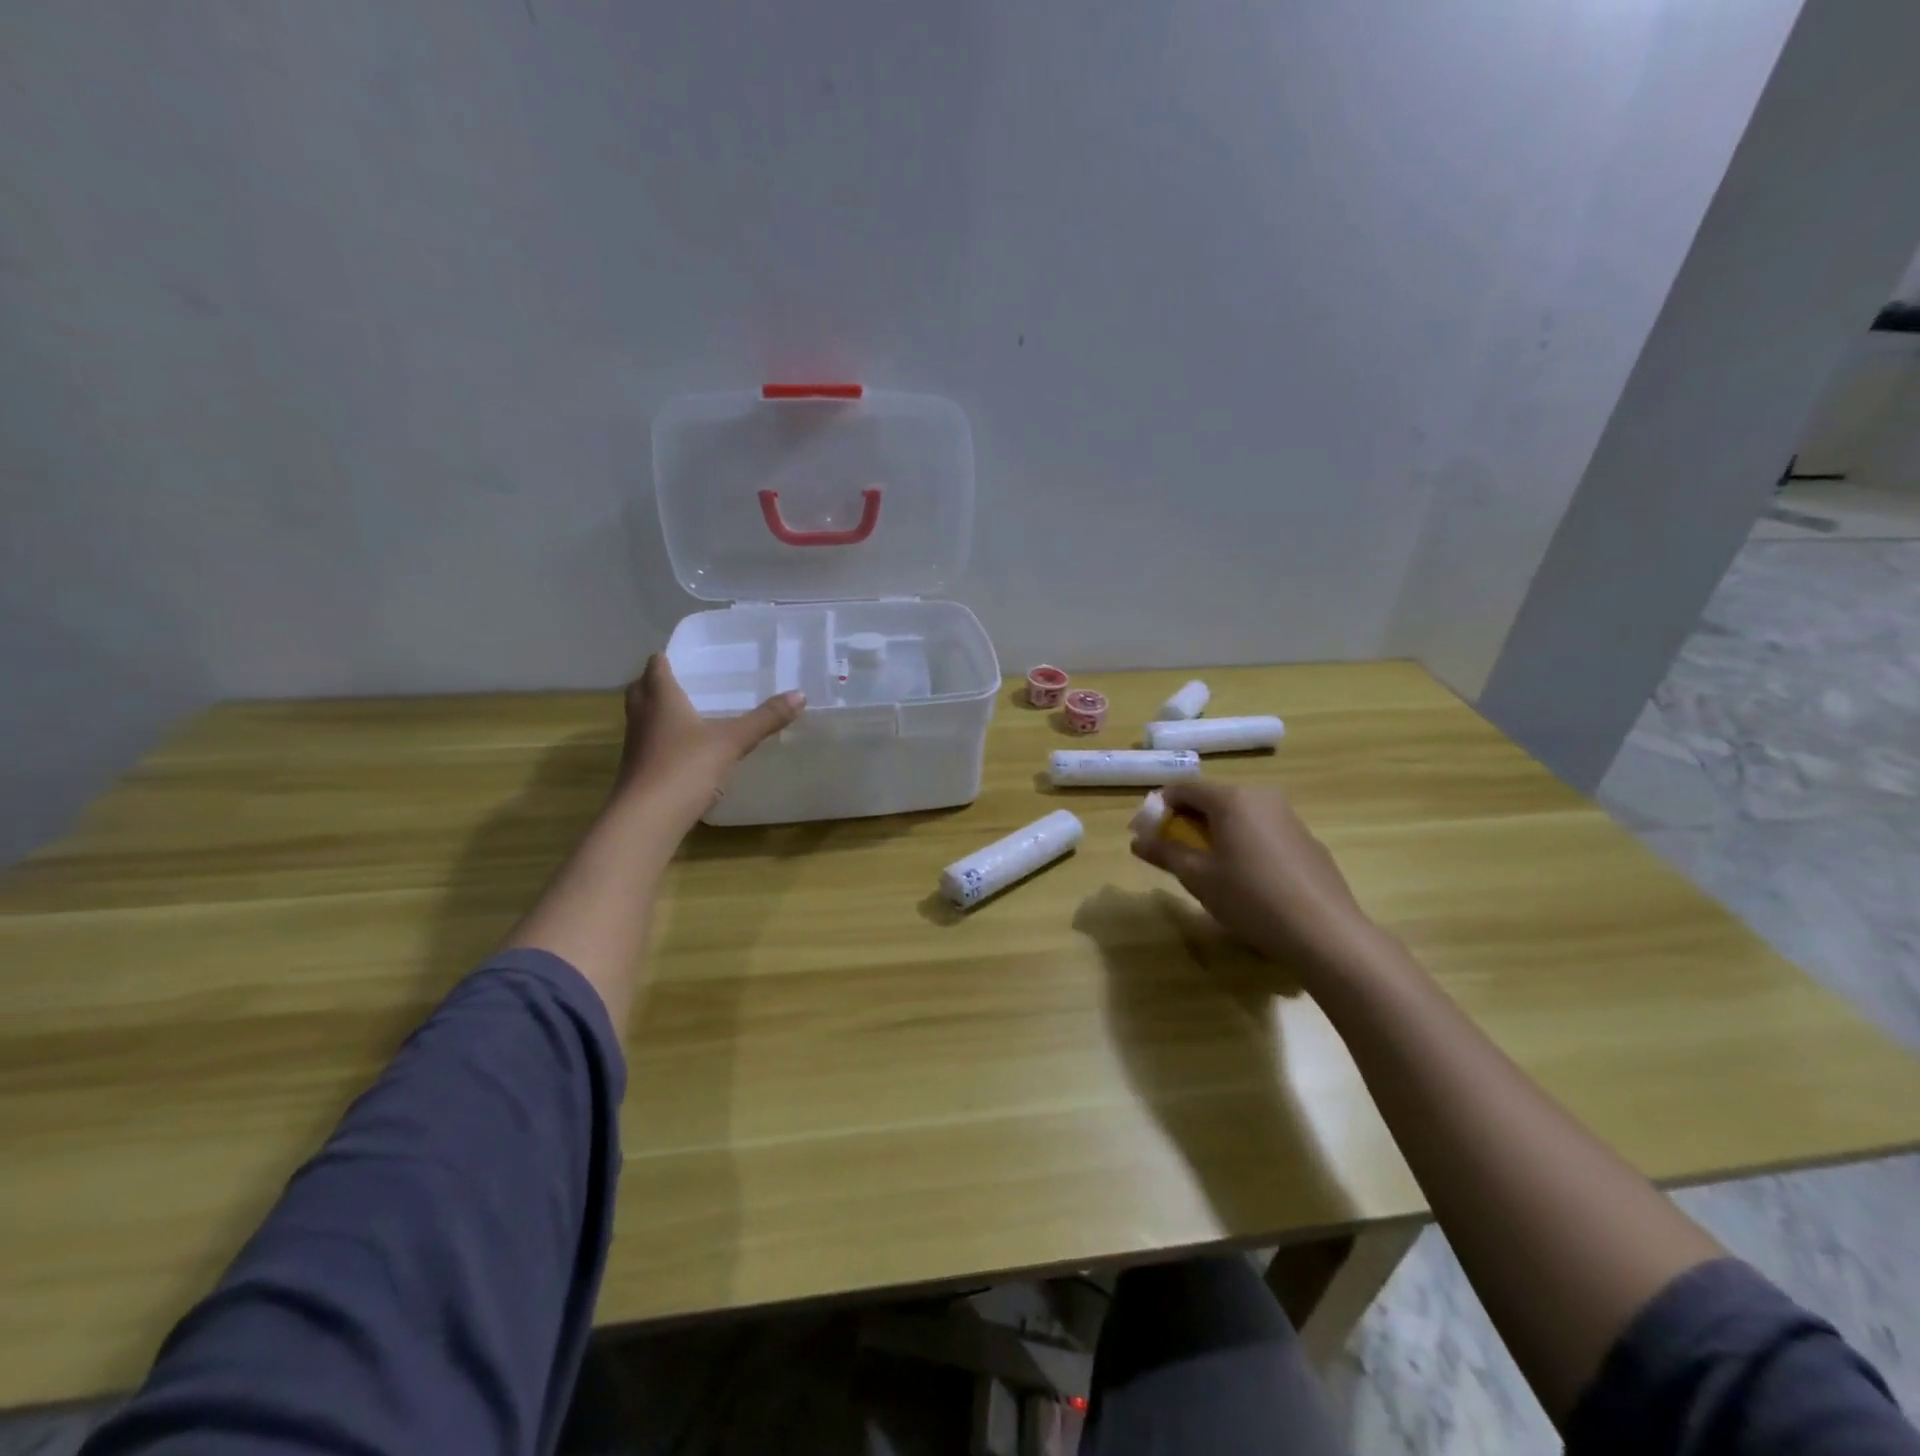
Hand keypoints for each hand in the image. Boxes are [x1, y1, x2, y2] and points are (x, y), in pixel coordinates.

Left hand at [615, 654, 804, 828]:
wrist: (647, 818)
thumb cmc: (686, 767)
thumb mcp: (733, 741)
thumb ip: (765, 719)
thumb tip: (800, 695)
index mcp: (661, 699)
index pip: (655, 667)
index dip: (666, 660)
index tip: (682, 658)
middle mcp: (642, 716)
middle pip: (641, 689)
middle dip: (655, 683)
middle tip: (682, 683)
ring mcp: (635, 745)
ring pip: (642, 718)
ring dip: (657, 713)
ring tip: (685, 715)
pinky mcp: (636, 772)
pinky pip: (647, 745)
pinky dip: (661, 741)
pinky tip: (683, 752)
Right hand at [1130, 781, 1379, 978]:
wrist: (1325, 933)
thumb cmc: (1250, 898)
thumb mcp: (1198, 877)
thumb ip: (1165, 852)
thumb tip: (1137, 839)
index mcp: (1232, 799)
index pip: (1184, 788)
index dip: (1159, 807)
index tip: (1147, 833)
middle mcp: (1262, 797)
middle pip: (1213, 800)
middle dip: (1187, 821)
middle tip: (1173, 851)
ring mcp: (1290, 818)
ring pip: (1241, 816)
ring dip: (1217, 833)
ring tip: (1208, 867)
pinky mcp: (1308, 842)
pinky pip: (1264, 833)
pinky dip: (1245, 845)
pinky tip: (1247, 880)